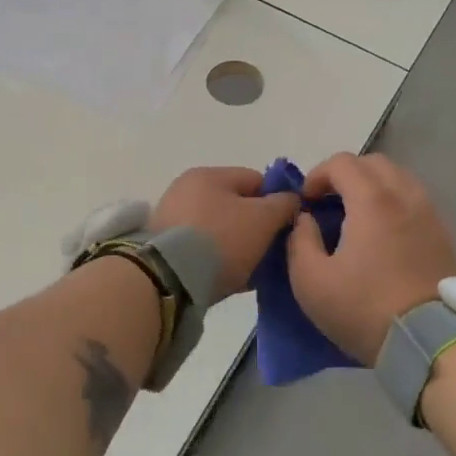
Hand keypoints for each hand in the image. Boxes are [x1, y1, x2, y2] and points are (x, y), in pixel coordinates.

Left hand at [152, 167, 300, 302]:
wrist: (168, 280)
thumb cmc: (221, 240)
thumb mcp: (263, 219)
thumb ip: (284, 204)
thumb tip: (291, 200)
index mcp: (209, 175)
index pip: (256, 180)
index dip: (277, 201)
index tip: (286, 227)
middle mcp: (186, 190)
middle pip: (236, 205)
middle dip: (256, 227)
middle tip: (270, 252)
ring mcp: (172, 219)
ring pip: (220, 229)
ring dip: (238, 246)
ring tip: (252, 271)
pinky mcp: (164, 248)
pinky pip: (202, 249)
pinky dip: (218, 260)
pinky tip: (232, 279)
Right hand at [287, 154, 455, 363]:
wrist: (430, 342)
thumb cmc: (365, 309)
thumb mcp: (311, 282)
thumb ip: (300, 241)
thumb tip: (306, 219)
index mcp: (372, 200)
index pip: (342, 162)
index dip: (317, 175)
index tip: (306, 202)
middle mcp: (404, 195)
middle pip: (373, 163)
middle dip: (346, 175)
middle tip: (330, 203)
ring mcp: (429, 213)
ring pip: (399, 177)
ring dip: (373, 186)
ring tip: (357, 216)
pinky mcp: (443, 233)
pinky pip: (415, 199)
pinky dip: (395, 202)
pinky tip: (384, 232)